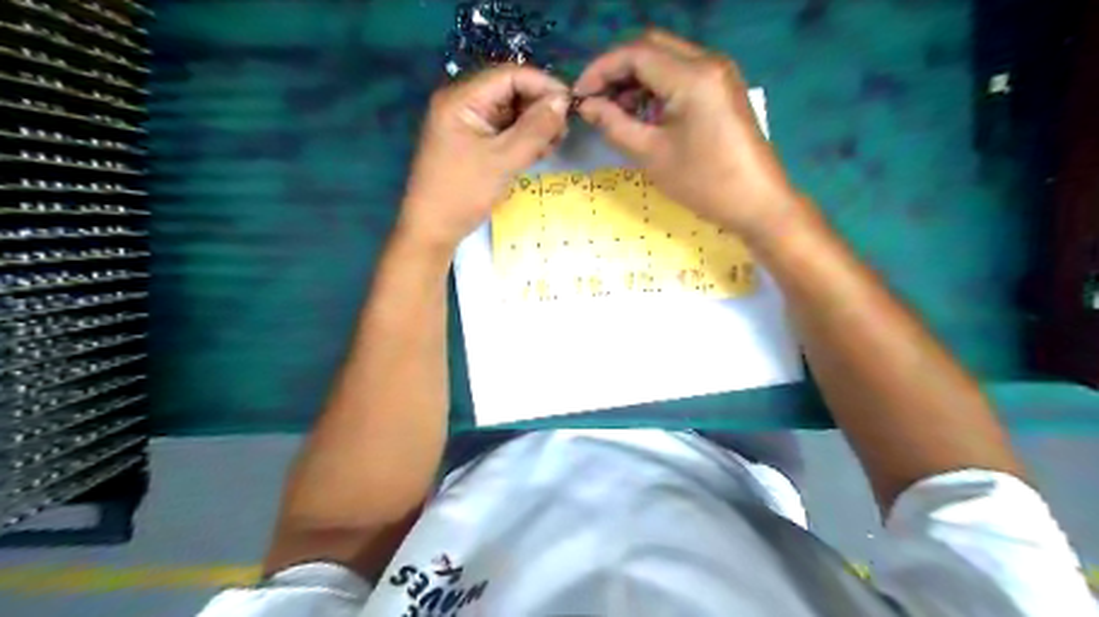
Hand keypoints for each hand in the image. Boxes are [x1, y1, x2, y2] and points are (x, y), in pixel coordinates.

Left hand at [401, 66, 570, 252]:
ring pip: (509, 112)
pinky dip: (522, 138)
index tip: (570, 104)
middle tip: (563, 131)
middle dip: (539, 107)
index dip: (542, 85)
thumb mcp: (503, 161)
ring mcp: (465, 124)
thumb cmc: (463, 193)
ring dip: (534, 124)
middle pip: (509, 92)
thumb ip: (535, 129)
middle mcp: (462, 104)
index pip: (509, 76)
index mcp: (461, 99)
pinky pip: (502, 130)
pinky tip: (539, 151)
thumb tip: (563, 101)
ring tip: (554, 143)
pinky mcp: (471, 142)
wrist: (432, 229)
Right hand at [577, 28, 800, 243]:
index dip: (600, 70)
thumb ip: (615, 125)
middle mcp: (708, 62)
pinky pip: (681, 74)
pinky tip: (643, 113)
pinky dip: (657, 86)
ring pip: (666, 58)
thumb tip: (587, 106)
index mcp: (692, 76)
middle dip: (617, 70)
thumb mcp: (652, 155)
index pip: (635, 53)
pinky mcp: (722, 88)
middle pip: (651, 47)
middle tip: (595, 101)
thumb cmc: (703, 183)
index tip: (579, 95)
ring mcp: (719, 73)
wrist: (757, 202)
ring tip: (615, 112)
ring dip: (636, 78)